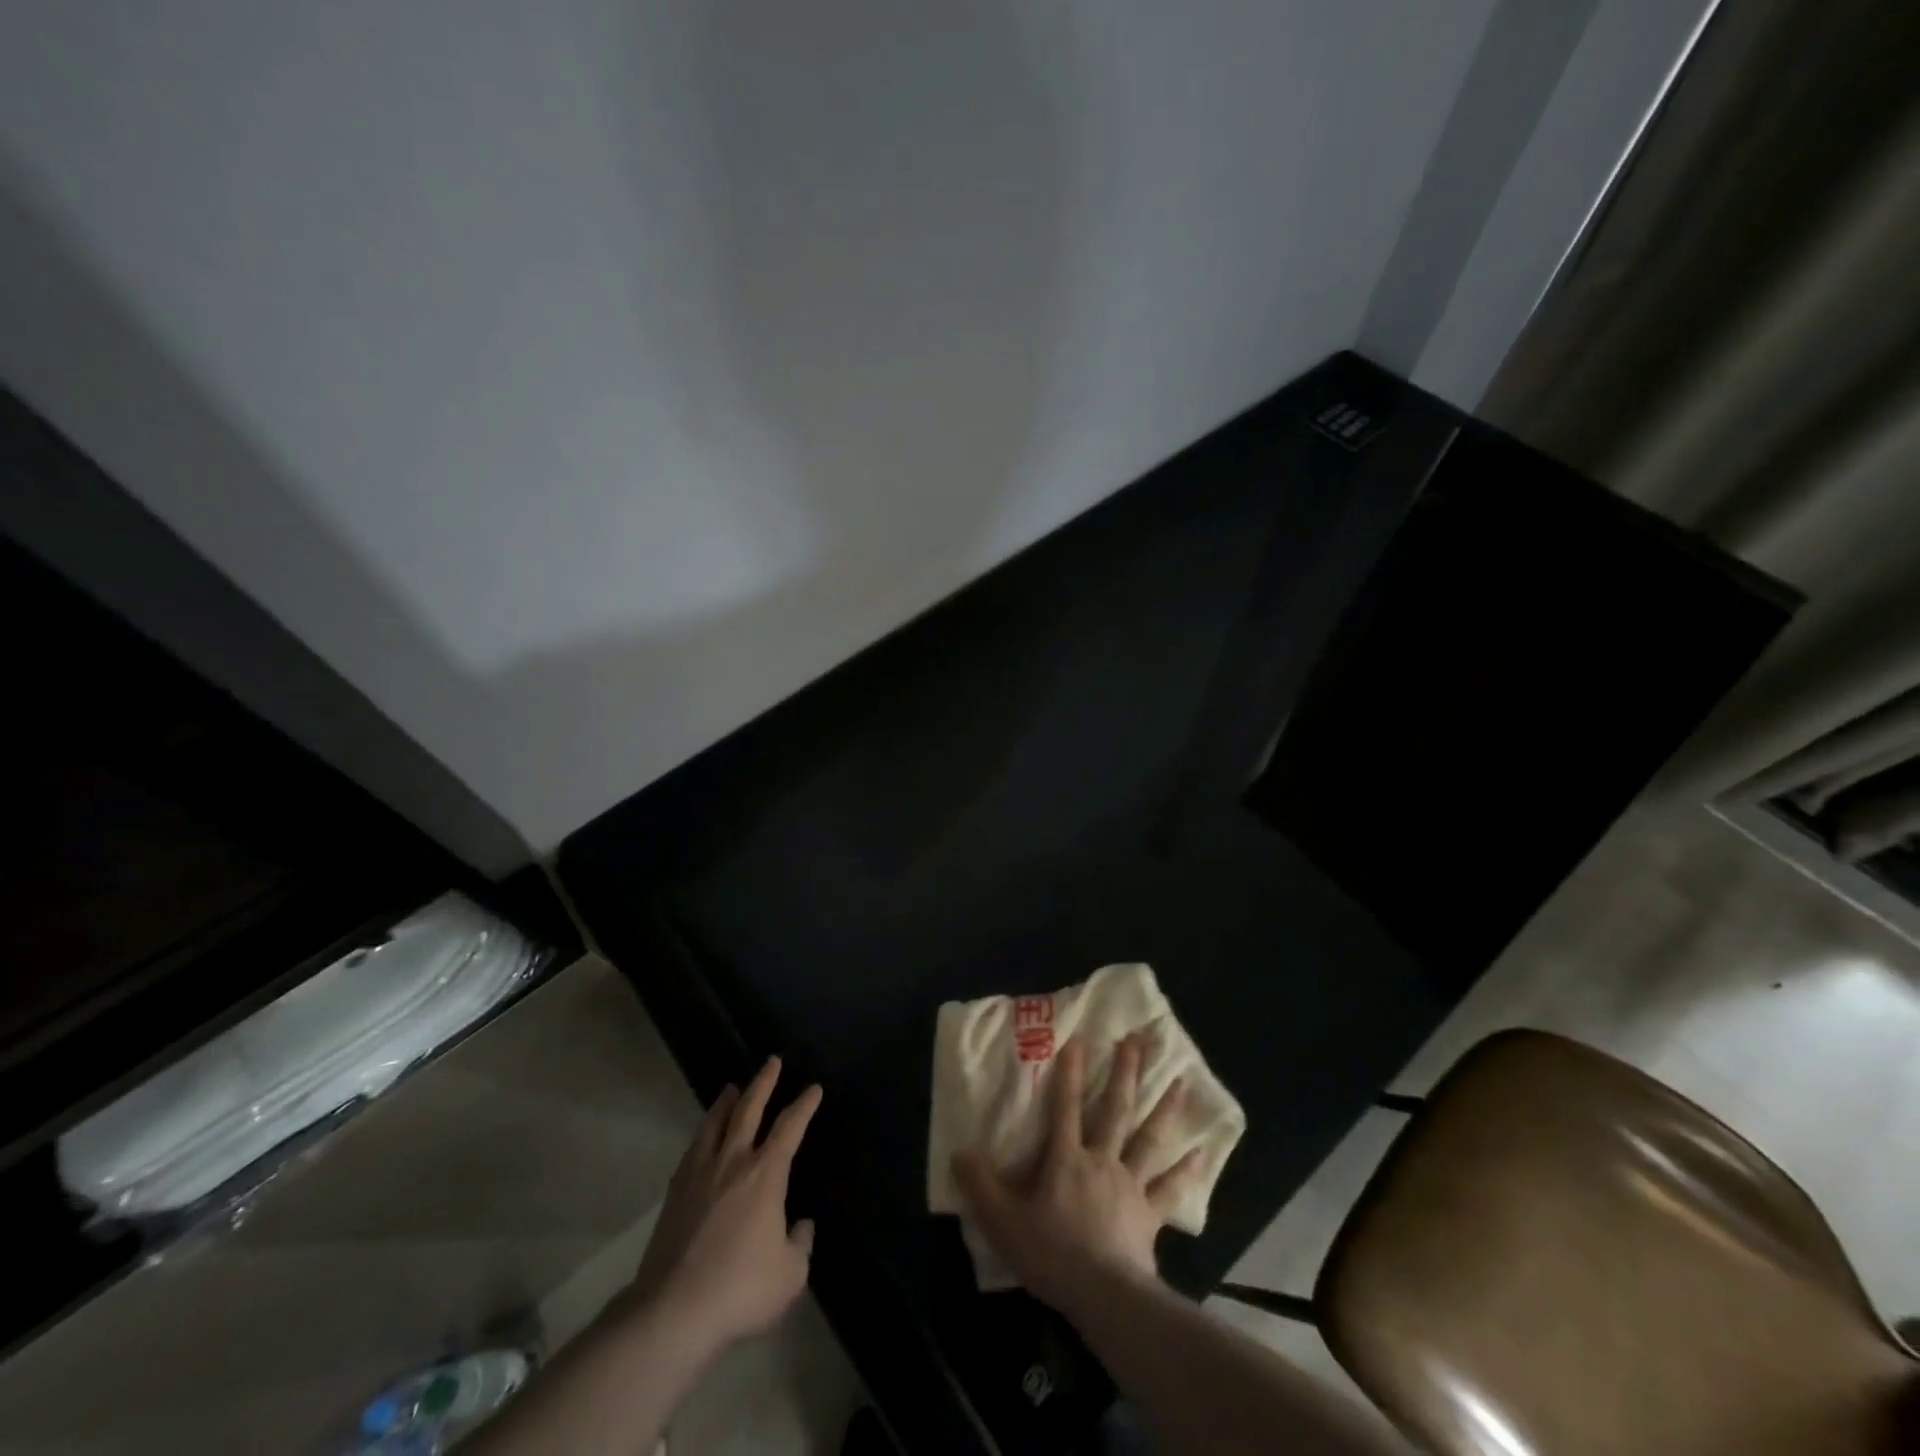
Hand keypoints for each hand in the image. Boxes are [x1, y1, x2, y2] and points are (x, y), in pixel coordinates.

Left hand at [624, 1057, 821, 1352]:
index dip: (804, 1105)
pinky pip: (693, 1149)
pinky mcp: (675, 1193)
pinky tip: (703, 1137)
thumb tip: (800, 1225)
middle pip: (749, 1109)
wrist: (672, 1312)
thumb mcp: (790, 1274)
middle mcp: (733, 1162)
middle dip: (764, 1083)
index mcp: (766, 1174)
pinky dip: (703, 1133)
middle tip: (772, 1061)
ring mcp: (700, 1174)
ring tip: (733, 1088)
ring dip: (727, 1101)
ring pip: (715, 1123)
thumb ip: (801, 1244)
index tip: (814, 1089)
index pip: (790, 1127)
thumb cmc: (740, 1289)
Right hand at [952, 1033, 1201, 1312]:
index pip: (1065, 1105)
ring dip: (1164, 1107)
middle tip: (1139, 1039)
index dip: (1070, 1071)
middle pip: (1115, 1109)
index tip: (1080, 1037)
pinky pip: (1169, 1188)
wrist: (1104, 1296)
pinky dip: (1186, 1171)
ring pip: (1148, 1138)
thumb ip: (980, 1185)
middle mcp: (1101, 1160)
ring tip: (1181, 1080)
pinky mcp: (1149, 1213)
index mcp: (1066, 1158)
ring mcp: (1130, 1184)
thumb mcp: (1003, 1221)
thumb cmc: (1052, 1254)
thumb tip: (960, 1150)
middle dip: (1125, 1072)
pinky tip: (1202, 1153)